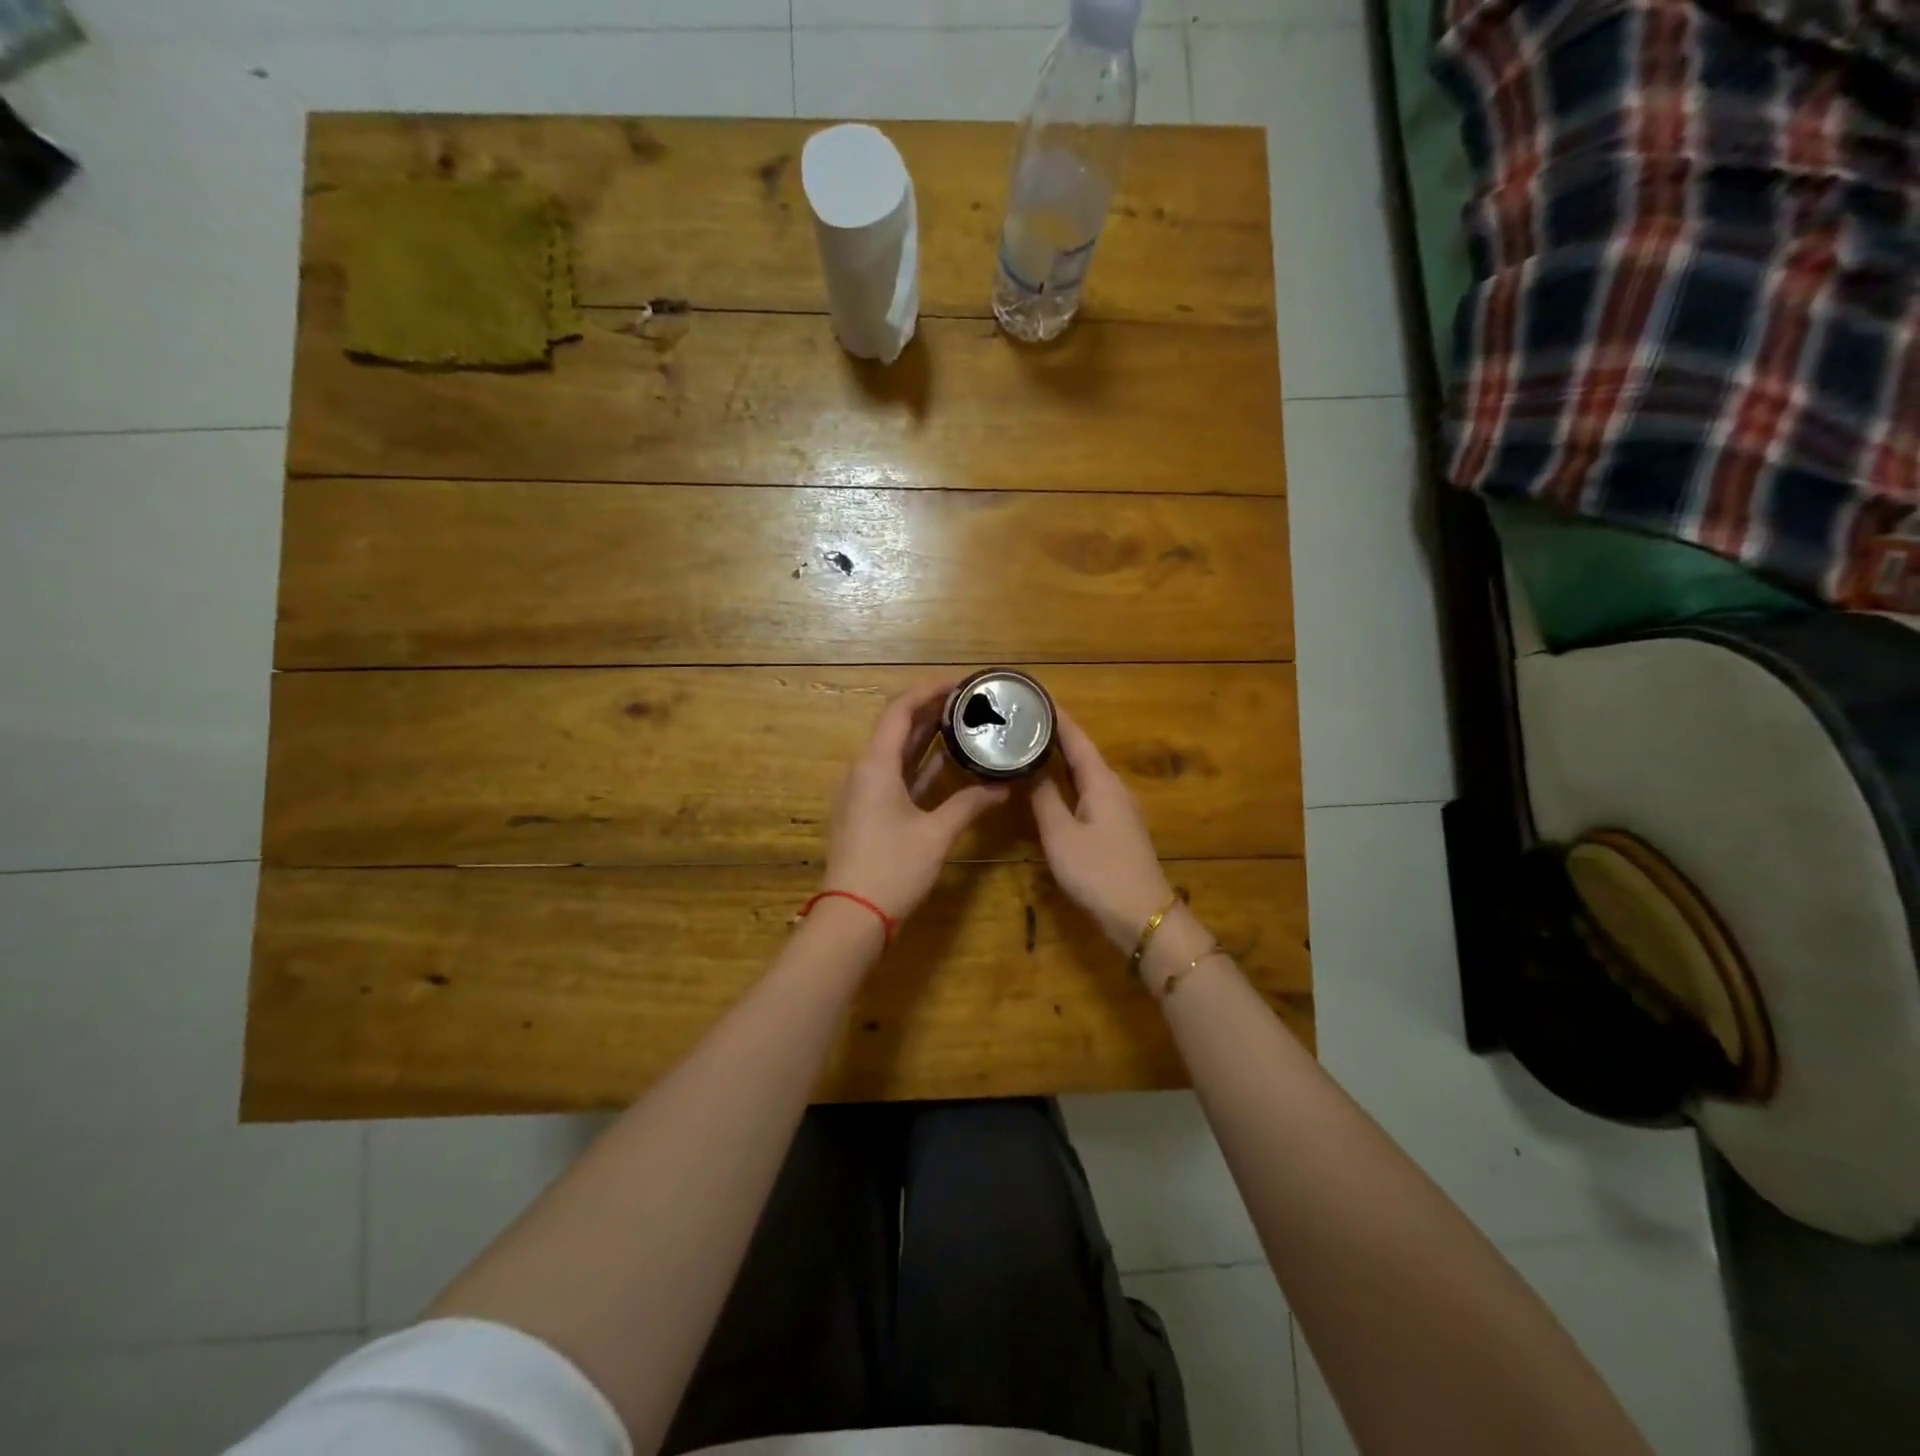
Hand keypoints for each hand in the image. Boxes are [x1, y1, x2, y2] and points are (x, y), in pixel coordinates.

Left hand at [823, 679, 1008, 922]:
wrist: (852, 916)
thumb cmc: (892, 870)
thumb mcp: (936, 835)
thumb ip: (970, 805)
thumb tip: (1004, 787)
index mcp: (875, 765)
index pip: (900, 710)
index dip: (929, 690)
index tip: (961, 682)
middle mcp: (864, 770)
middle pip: (897, 727)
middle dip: (931, 709)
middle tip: (969, 700)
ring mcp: (863, 792)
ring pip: (896, 752)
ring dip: (926, 736)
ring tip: (963, 721)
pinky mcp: (867, 811)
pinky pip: (895, 776)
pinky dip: (920, 765)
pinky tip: (947, 762)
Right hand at [1031, 709, 1174, 951]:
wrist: (1142, 915)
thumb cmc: (1099, 871)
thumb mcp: (1061, 835)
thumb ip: (1043, 798)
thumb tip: (1028, 767)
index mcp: (1101, 781)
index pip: (1076, 737)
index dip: (1056, 715)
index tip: (1033, 695)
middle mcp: (1113, 787)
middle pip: (1082, 751)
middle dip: (1054, 734)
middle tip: (1021, 721)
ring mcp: (1118, 808)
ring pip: (1085, 773)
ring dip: (1059, 758)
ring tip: (1028, 747)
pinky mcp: (1116, 827)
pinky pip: (1088, 791)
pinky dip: (1067, 782)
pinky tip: (1050, 788)